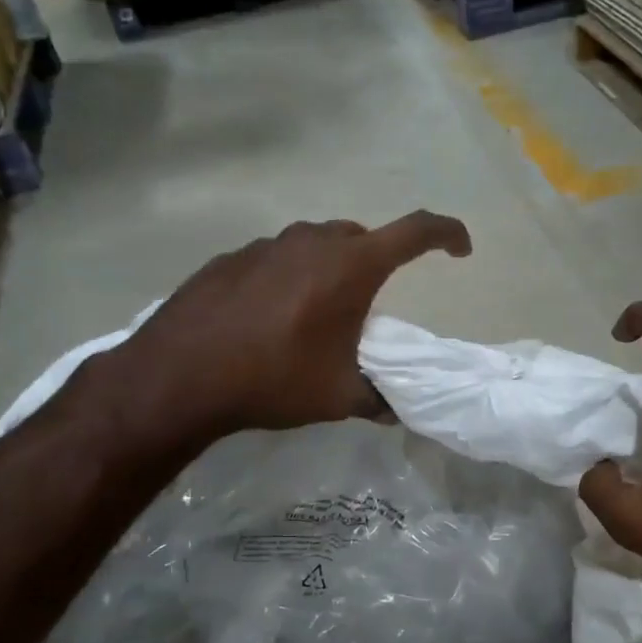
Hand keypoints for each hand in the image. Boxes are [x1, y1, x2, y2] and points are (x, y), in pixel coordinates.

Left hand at [126, 212, 471, 436]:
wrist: (181, 376)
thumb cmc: (274, 380)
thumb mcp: (337, 397)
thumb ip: (377, 398)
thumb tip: (395, 411)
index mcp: (350, 266)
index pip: (415, 231)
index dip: (446, 234)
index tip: (460, 249)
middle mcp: (311, 242)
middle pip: (360, 238)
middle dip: (377, 262)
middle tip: (369, 305)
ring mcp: (266, 245)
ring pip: (314, 246)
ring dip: (328, 270)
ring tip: (316, 315)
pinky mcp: (230, 259)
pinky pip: (275, 260)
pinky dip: (287, 279)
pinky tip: (269, 318)